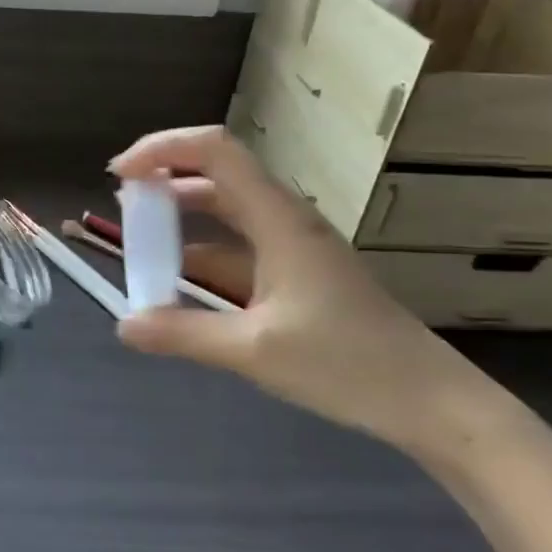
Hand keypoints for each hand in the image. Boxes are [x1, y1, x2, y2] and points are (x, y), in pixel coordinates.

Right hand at [109, 126, 489, 453]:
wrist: (431, 402)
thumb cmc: (348, 365)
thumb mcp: (254, 350)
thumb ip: (184, 333)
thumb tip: (124, 325)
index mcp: (278, 219)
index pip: (215, 151)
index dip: (163, 149)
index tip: (120, 176)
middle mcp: (284, 221)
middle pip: (218, 173)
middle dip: (165, 178)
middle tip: (122, 204)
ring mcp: (293, 248)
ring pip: (227, 211)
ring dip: (182, 217)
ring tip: (139, 238)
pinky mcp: (297, 276)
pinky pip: (239, 249)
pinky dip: (202, 254)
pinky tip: (178, 283)